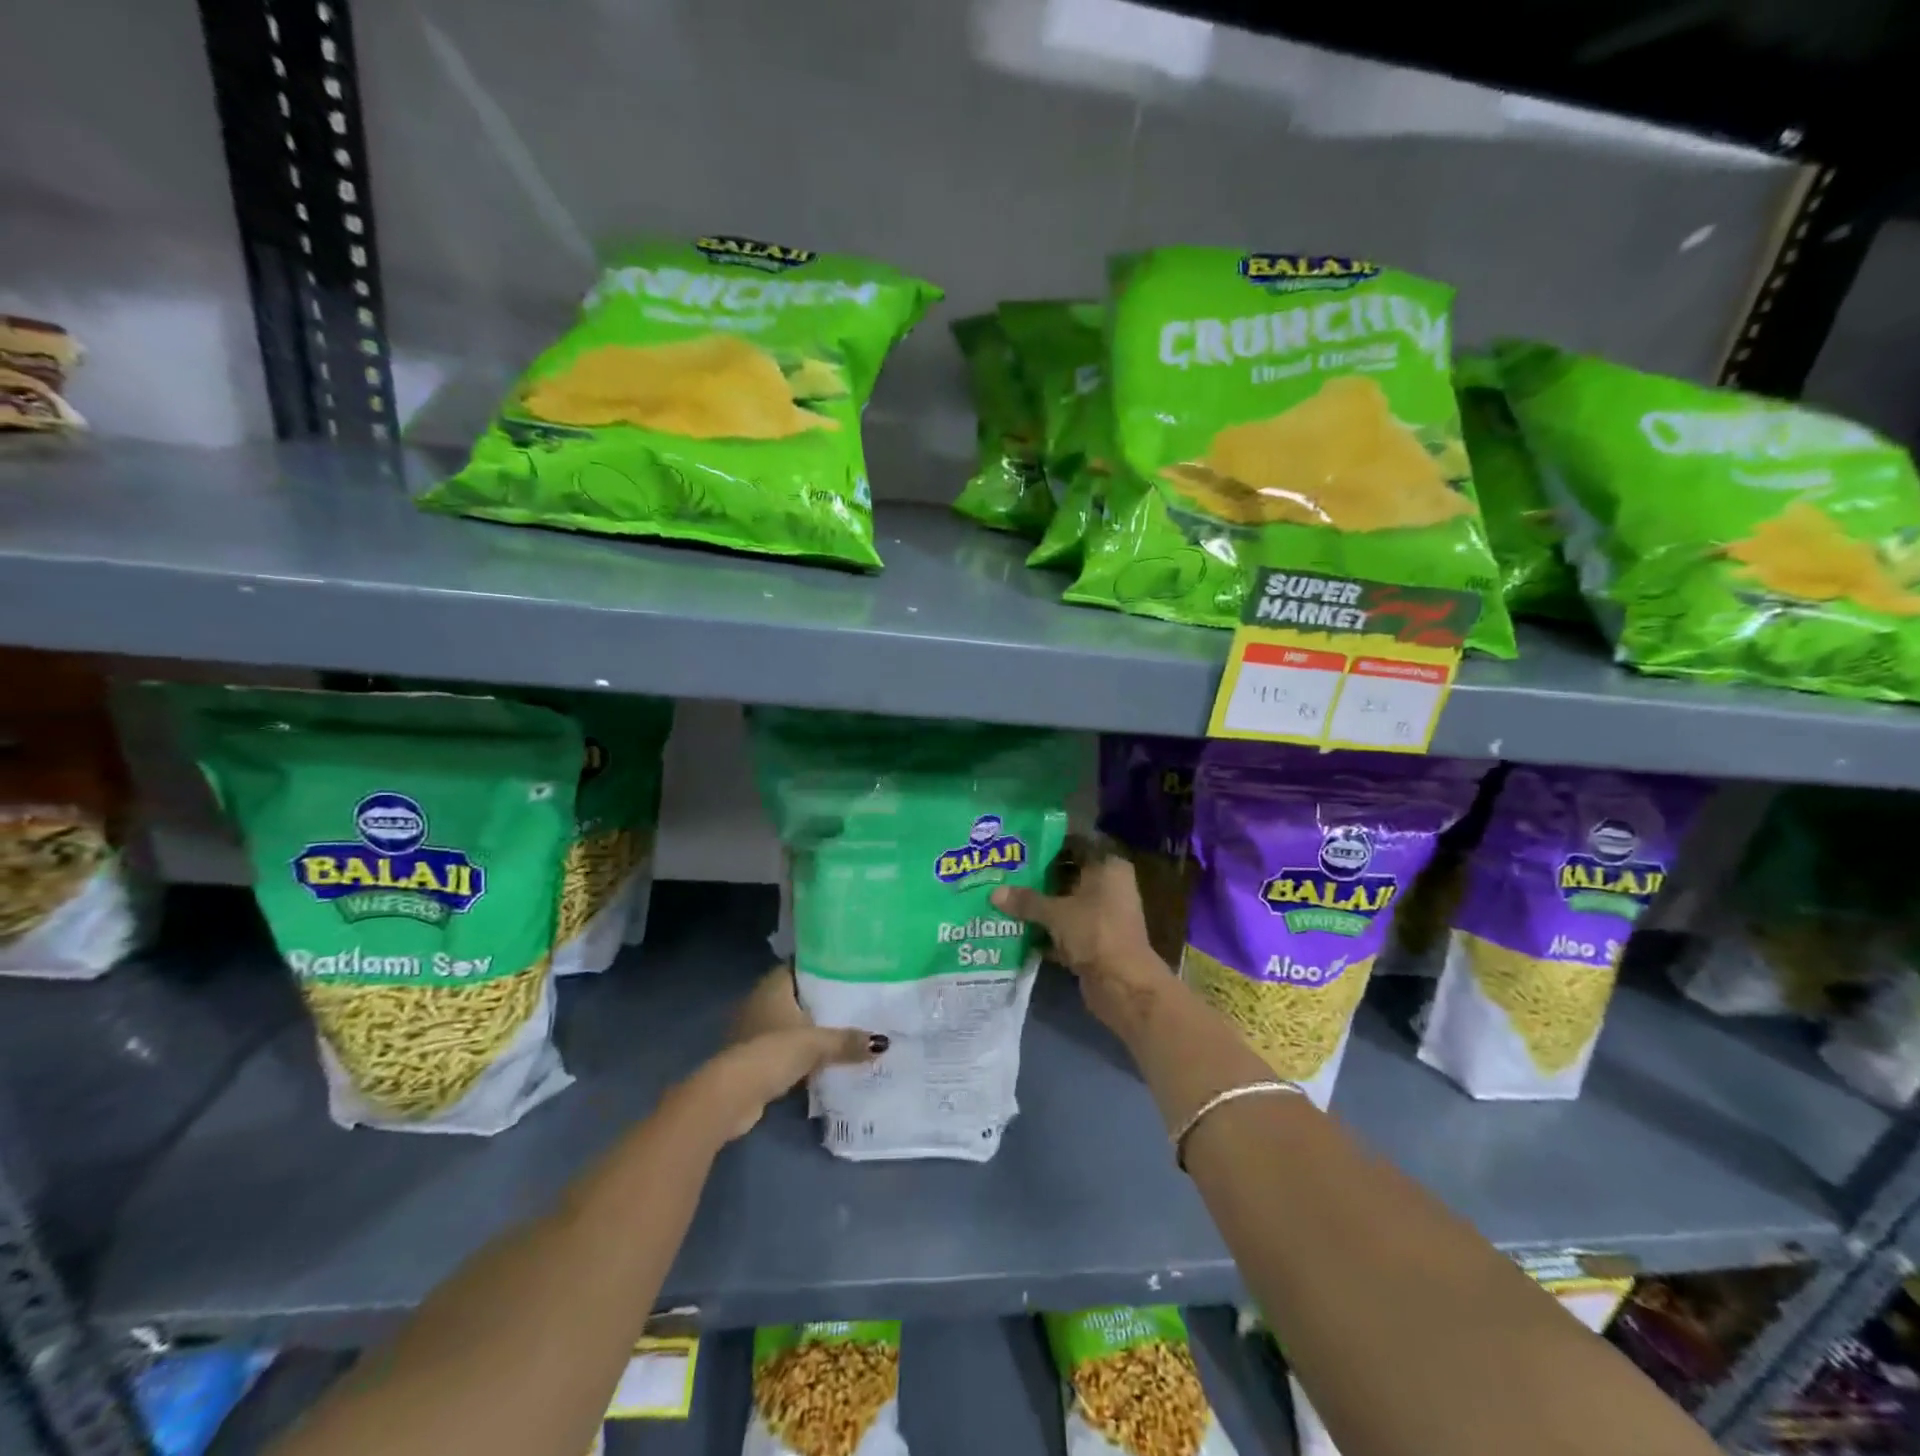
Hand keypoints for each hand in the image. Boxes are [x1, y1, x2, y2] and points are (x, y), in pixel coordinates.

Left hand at [687, 966, 883, 1141]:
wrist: (733, 1095)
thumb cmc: (773, 1052)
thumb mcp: (816, 1044)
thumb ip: (846, 1041)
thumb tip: (882, 1042)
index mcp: (772, 987)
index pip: (798, 966)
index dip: (821, 966)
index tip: (847, 970)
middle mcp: (759, 1002)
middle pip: (795, 996)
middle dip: (819, 1001)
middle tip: (853, 1001)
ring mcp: (753, 1031)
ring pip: (788, 1023)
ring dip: (808, 1030)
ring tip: (843, 1030)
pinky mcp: (752, 1059)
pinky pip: (783, 1048)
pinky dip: (798, 1053)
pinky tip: (821, 1059)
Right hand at [991, 835, 1170, 1034]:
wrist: (1123, 985)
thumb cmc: (1094, 933)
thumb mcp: (1056, 913)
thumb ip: (1026, 901)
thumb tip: (994, 893)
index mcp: (1108, 867)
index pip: (1075, 845)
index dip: (1048, 846)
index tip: (1019, 847)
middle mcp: (1110, 886)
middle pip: (1069, 875)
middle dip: (1039, 878)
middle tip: (1005, 874)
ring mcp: (1104, 915)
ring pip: (1066, 904)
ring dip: (1041, 906)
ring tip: (1006, 900)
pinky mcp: (1096, 941)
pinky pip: (1066, 929)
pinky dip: (1047, 931)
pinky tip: (1018, 931)